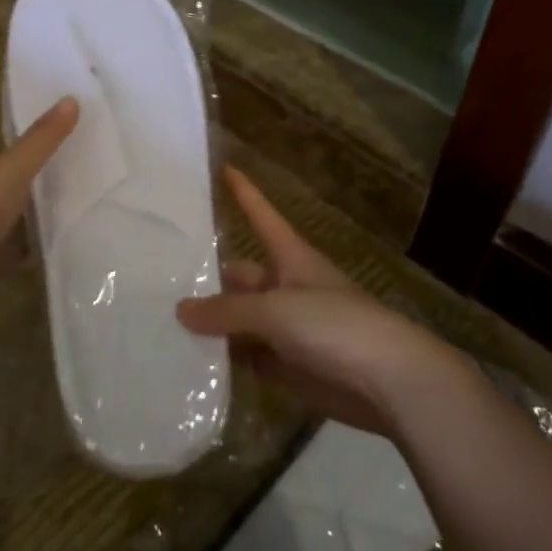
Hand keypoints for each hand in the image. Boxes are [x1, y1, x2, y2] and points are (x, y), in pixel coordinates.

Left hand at [0, 97, 78, 328]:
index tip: (53, 129)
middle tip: (83, 156)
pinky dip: (41, 237)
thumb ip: (43, 138)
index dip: (15, 132)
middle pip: (7, 172)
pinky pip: (22, 241)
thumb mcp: (12, 167)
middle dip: (37, 168)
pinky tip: (73, 229)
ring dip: (41, 203)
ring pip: (16, 207)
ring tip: (90, 188)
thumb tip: (72, 98)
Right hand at [177, 167, 457, 435]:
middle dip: (209, 278)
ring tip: (164, 323)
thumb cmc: (335, 326)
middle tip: (162, 279)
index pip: (262, 216)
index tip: (224, 167)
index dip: (244, 193)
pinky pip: (251, 359)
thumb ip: (227, 311)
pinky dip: (228, 361)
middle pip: (242, 276)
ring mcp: (291, 329)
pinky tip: (193, 365)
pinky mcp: (293, 367)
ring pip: (243, 320)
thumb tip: (181, 310)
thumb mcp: (275, 310)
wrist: (390, 383)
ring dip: (214, 325)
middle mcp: (288, 288)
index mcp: (292, 258)